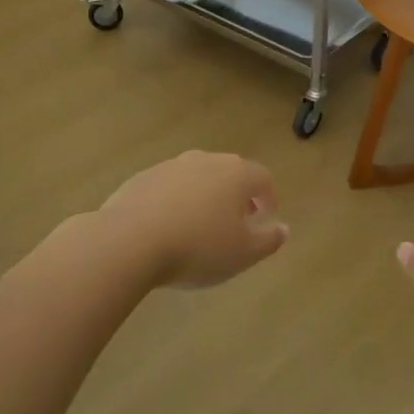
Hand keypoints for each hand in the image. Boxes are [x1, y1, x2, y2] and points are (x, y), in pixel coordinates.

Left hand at [97, 151, 288, 288]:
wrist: (129, 241)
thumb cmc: (198, 247)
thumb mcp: (243, 253)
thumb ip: (268, 240)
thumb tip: (283, 229)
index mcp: (236, 173)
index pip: (263, 178)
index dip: (269, 198)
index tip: (266, 219)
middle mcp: (205, 161)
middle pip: (229, 173)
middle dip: (236, 196)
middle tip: (235, 223)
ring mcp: (170, 166)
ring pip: (196, 178)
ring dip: (203, 197)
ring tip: (199, 227)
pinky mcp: (140, 178)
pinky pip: (167, 188)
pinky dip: (174, 202)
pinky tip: (166, 229)